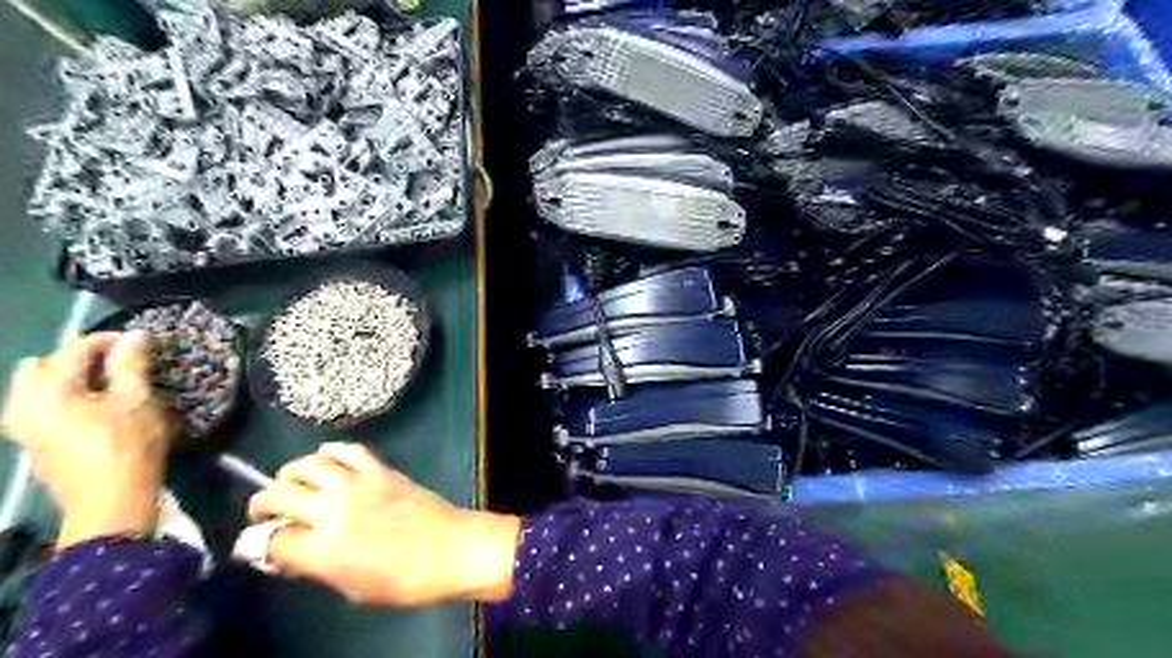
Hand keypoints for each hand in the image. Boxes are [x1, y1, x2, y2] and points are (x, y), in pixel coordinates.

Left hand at [0, 330, 173, 551]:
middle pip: (44, 365)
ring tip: (110, 384)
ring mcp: (22, 426)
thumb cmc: (128, 446)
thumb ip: (132, 364)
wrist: (110, 500)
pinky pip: (40, 406)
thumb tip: (135, 335)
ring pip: (37, 387)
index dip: (110, 340)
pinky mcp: (32, 442)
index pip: (75, 349)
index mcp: (47, 390)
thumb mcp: (138, 400)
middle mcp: (23, 403)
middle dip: (80, 358)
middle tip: (120, 363)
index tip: (142, 340)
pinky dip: (65, 397)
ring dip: (71, 378)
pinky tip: (96, 407)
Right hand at [250, 443, 518, 607]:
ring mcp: (357, 484)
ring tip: (290, 483)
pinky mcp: (380, 469)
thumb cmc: (404, 580)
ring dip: (290, 473)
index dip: (258, 545)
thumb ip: (315, 567)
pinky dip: (330, 452)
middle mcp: (333, 510)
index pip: (270, 541)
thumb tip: (288, 553)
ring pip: (307, 465)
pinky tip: (327, 461)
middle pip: (279, 496)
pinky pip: (347, 449)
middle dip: (262, 505)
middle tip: (263, 512)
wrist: (452, 548)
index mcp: (323, 549)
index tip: (259, 546)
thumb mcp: (352, 589)